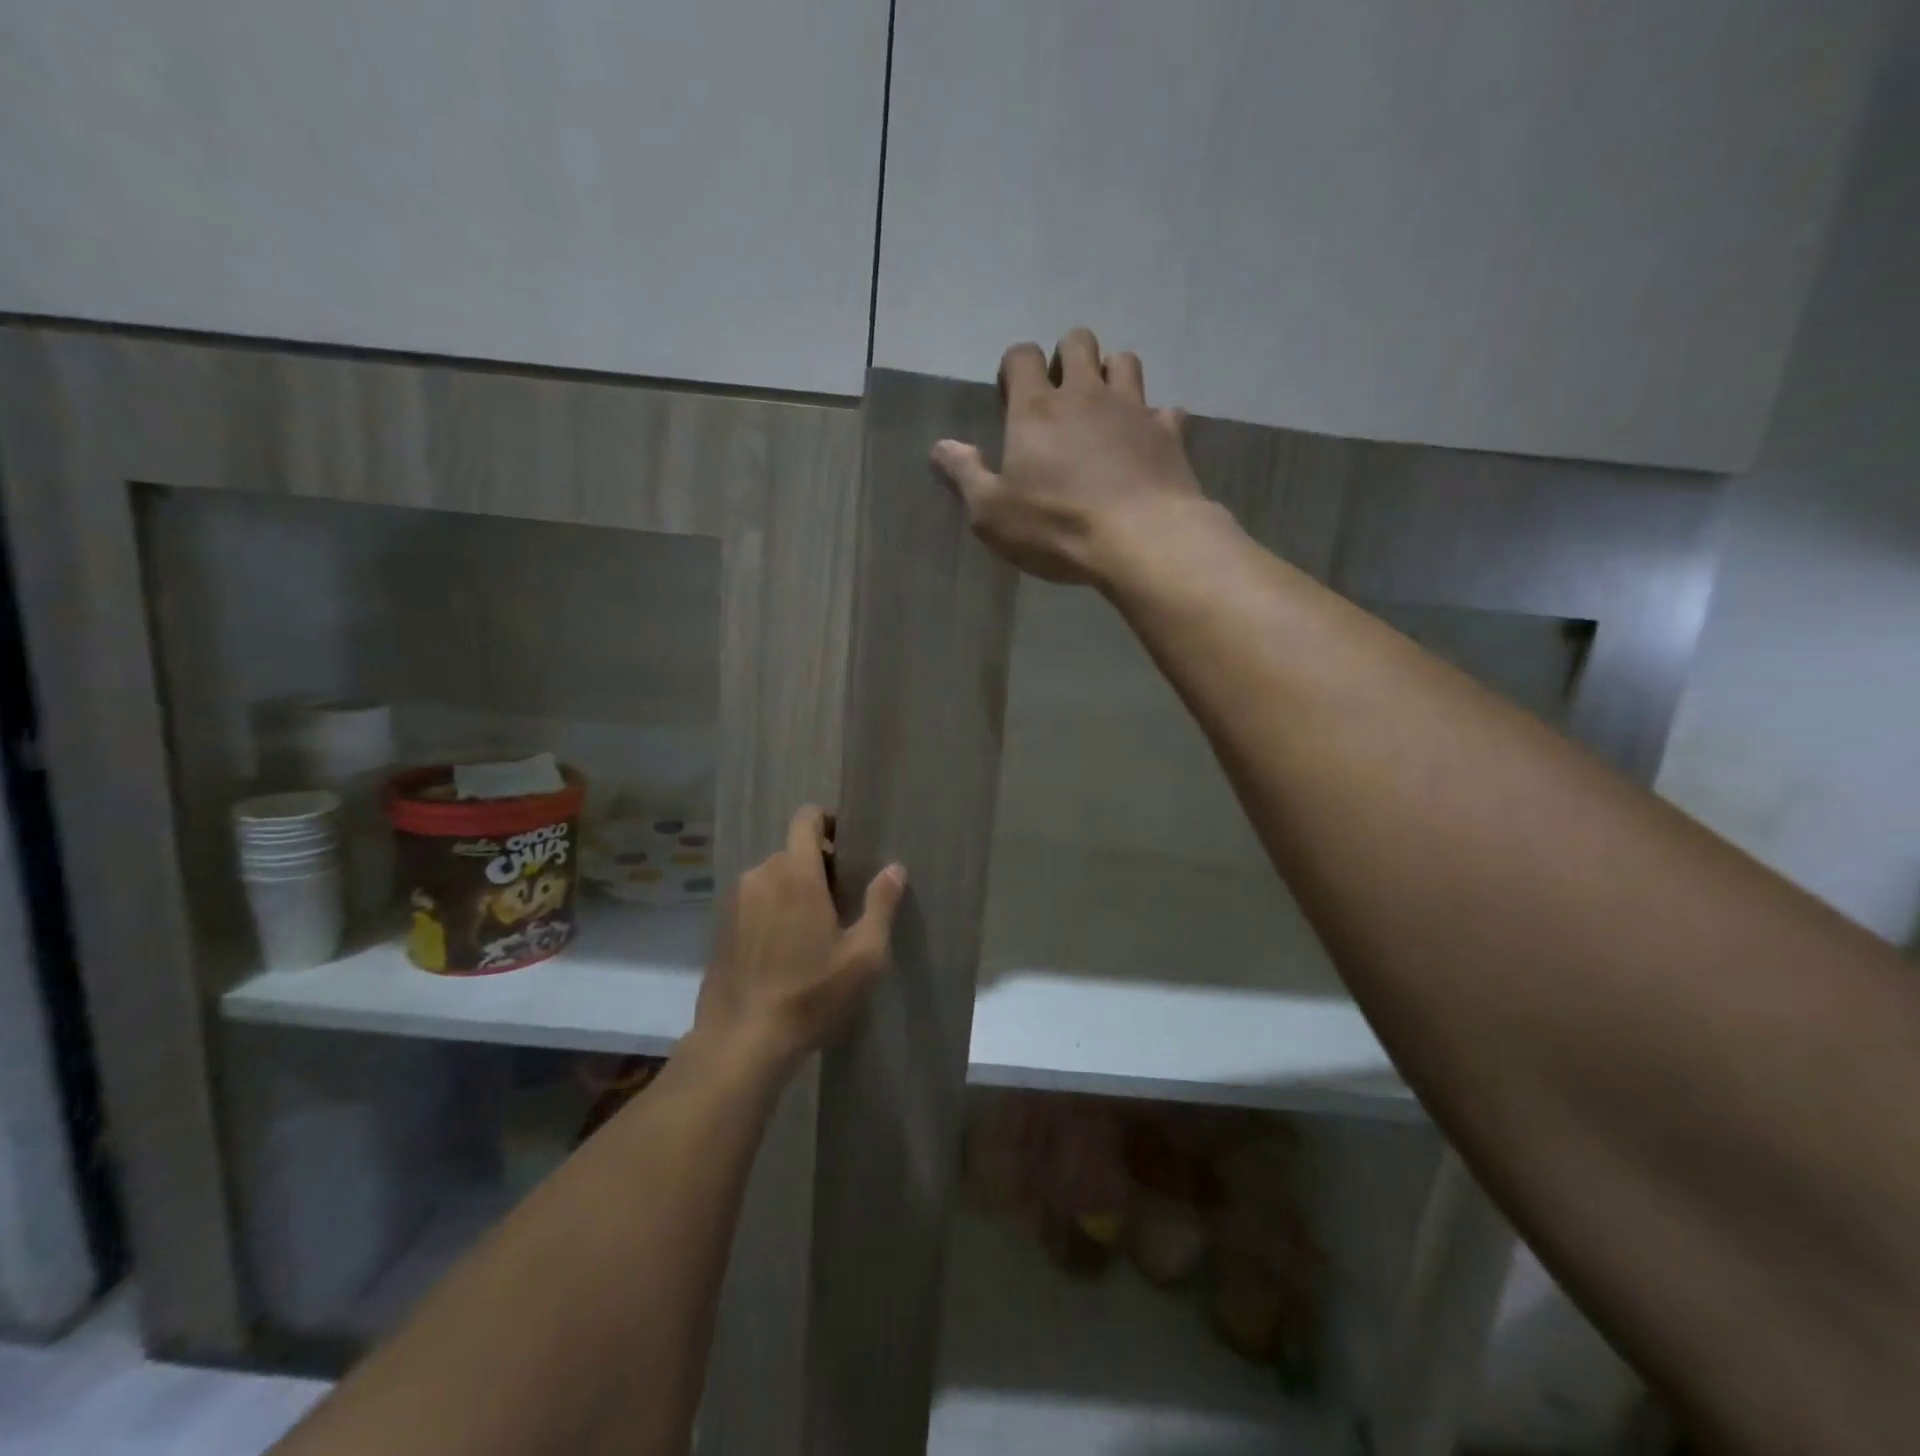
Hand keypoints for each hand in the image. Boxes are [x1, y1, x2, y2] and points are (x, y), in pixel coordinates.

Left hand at [693, 805, 905, 1072]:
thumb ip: (881, 904)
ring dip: (793, 889)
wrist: (741, 1041)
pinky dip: (771, 910)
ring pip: (772, 877)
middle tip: (841, 902)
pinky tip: (784, 949)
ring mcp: (735, 901)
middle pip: (793, 851)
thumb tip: (894, 868)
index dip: (828, 822)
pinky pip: (754, 901)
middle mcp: (761, 875)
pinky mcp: (721, 926)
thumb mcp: (863, 955)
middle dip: (818, 866)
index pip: (806, 819)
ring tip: (813, 929)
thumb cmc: (811, 994)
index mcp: (796, 873)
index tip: (848, 848)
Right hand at [931, 328, 1208, 586]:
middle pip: (1078, 341)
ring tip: (1104, 409)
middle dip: (1066, 357)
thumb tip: (941, 447)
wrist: (1141, 539)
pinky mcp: (1169, 433)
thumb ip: (965, 475)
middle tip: (1060, 396)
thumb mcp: (992, 513)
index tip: (1011, 395)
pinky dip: (1155, 420)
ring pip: (1125, 361)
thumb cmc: (1057, 526)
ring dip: (1111, 375)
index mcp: (1037, 409)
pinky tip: (1147, 442)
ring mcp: (1133, 408)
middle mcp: (1086, 394)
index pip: (1022, 356)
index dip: (1014, 367)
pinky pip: (1166, 410)